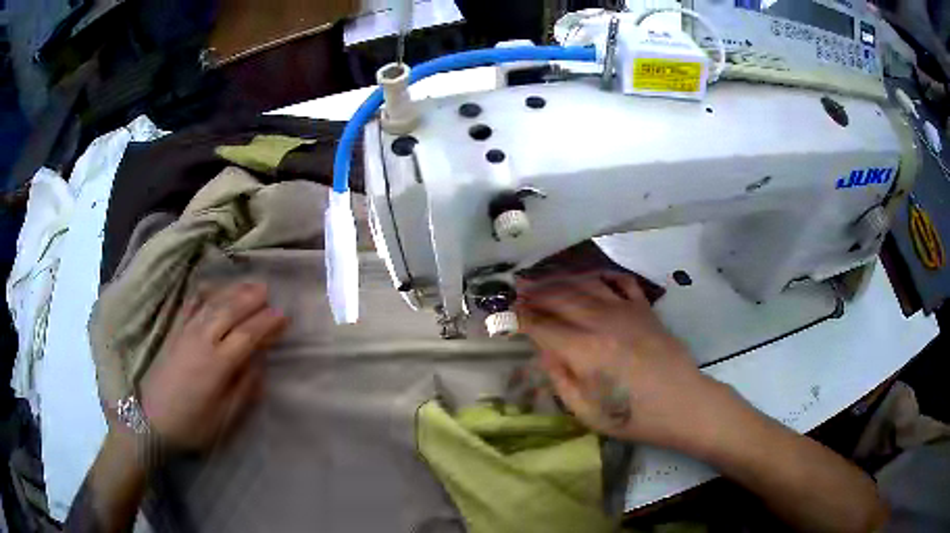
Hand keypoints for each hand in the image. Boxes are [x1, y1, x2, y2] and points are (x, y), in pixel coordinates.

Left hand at [139, 281, 288, 450]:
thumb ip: (244, 389)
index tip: (284, 316)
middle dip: (251, 299)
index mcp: (217, 364)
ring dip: (232, 292)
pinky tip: (211, 288)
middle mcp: (202, 341)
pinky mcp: (173, 332)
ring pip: (212, 304)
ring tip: (249, 285)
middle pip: (230, 311)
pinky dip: (203, 293)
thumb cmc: (192, 424)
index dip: (267, 324)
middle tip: (269, 291)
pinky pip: (190, 306)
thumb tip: (260, 365)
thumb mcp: (224, 418)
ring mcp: (185, 333)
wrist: (151, 420)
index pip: (247, 335)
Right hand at [516, 271, 721, 448]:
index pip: (542, 325)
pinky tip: (591, 278)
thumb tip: (543, 350)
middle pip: (560, 297)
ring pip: (586, 283)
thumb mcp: (586, 412)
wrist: (683, 404)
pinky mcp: (644, 308)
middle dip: (534, 292)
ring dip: (561, 279)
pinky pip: (620, 281)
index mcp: (584, 351)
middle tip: (517, 289)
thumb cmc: (633, 417)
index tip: (506, 314)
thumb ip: (560, 377)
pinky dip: (602, 275)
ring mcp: (626, 310)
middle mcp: (602, 322)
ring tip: (544, 278)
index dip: (521, 318)